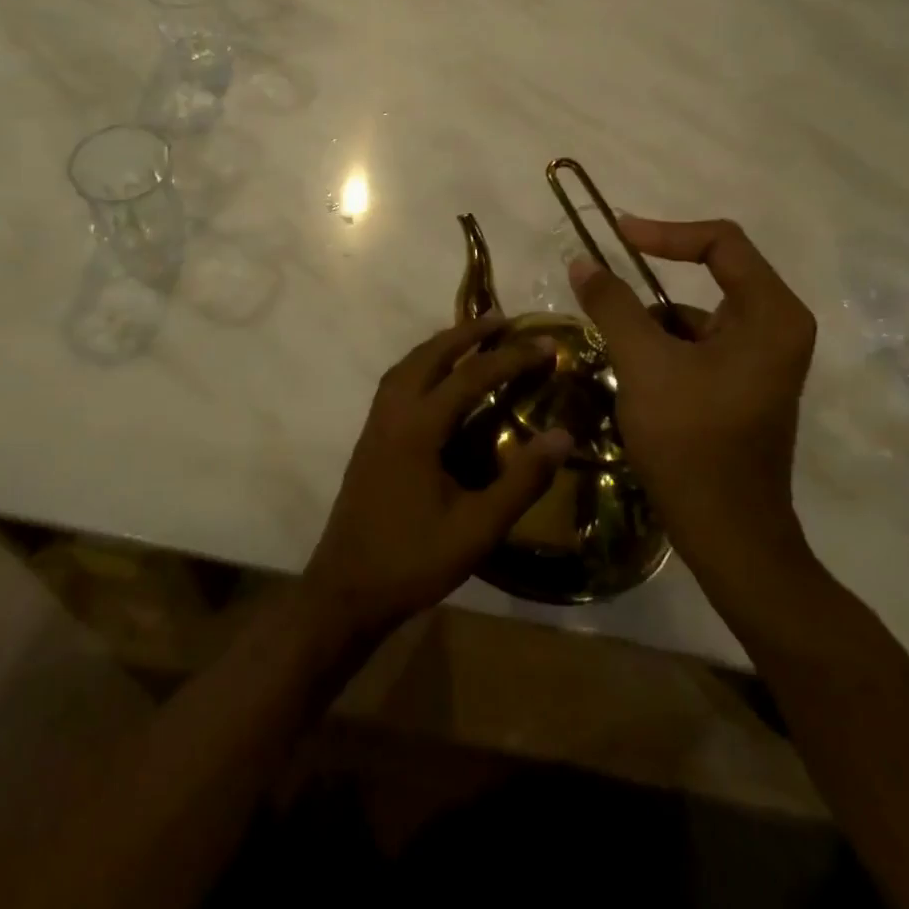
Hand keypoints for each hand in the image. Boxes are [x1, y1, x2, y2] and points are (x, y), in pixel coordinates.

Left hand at [304, 317, 572, 638]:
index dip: (510, 357)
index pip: (470, 376)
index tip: (545, 344)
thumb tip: (564, 436)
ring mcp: (376, 422)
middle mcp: (392, 412)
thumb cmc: (413, 560)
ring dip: (440, 344)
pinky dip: (422, 363)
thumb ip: (521, 481)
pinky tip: (437, 378)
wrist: (345, 588)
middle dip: (467, 332)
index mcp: (417, 427)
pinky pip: (398, 380)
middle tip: (503, 320)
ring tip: (472, 338)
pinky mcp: (370, 436)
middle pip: (430, 354)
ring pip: (408, 364)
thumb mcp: (477, 528)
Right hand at [569, 217, 816, 588]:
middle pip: (711, 275)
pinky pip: (695, 344)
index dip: (664, 231)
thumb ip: (613, 304)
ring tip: (614, 349)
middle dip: (652, 280)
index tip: (614, 236)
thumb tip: (582, 259)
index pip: (721, 242)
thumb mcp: (644, 363)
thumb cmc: (692, 441)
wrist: (728, 535)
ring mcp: (761, 359)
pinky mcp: (741, 384)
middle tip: (603, 282)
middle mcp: (776, 327)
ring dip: (650, 322)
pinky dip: (660, 348)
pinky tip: (631, 376)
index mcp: (770, 314)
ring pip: (695, 314)